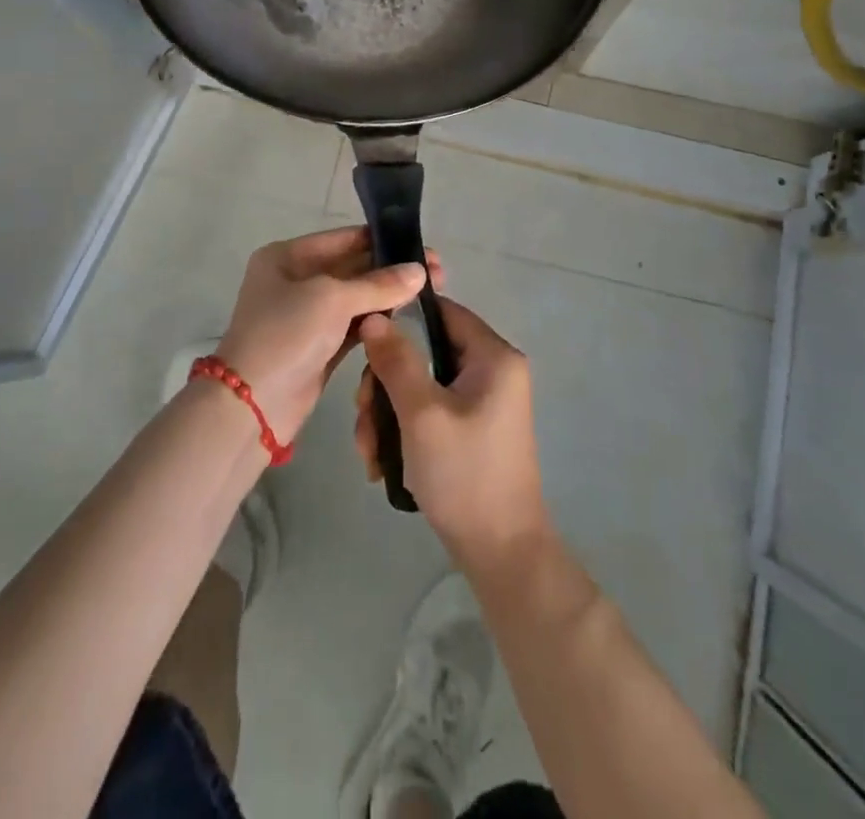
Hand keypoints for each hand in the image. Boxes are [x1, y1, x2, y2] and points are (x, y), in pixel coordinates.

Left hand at [214, 227, 433, 443]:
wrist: (251, 405)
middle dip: (392, 270)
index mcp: (287, 256)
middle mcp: (296, 280)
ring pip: (357, 298)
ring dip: (389, 296)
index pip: (344, 239)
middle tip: (437, 274)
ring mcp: (306, 315)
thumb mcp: (332, 299)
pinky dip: (378, 321)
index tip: (423, 249)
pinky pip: (354, 325)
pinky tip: (409, 318)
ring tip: (432, 294)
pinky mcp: (319, 346)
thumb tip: (420, 271)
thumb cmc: (286, 335)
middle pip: (353, 267)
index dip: (384, 242)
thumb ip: (379, 284)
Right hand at [353, 296, 550, 571]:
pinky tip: (381, 462)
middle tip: (363, 416)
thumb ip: (396, 361)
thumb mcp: (422, 414)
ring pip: (421, 385)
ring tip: (368, 452)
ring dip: (388, 413)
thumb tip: (374, 316)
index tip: (365, 343)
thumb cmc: (464, 475)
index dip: (402, 320)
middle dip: (386, 384)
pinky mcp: (472, 428)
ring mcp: (483, 402)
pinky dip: (404, 430)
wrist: (501, 553)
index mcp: (494, 356)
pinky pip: (430, 410)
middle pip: (425, 352)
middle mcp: (493, 371)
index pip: (443, 311)